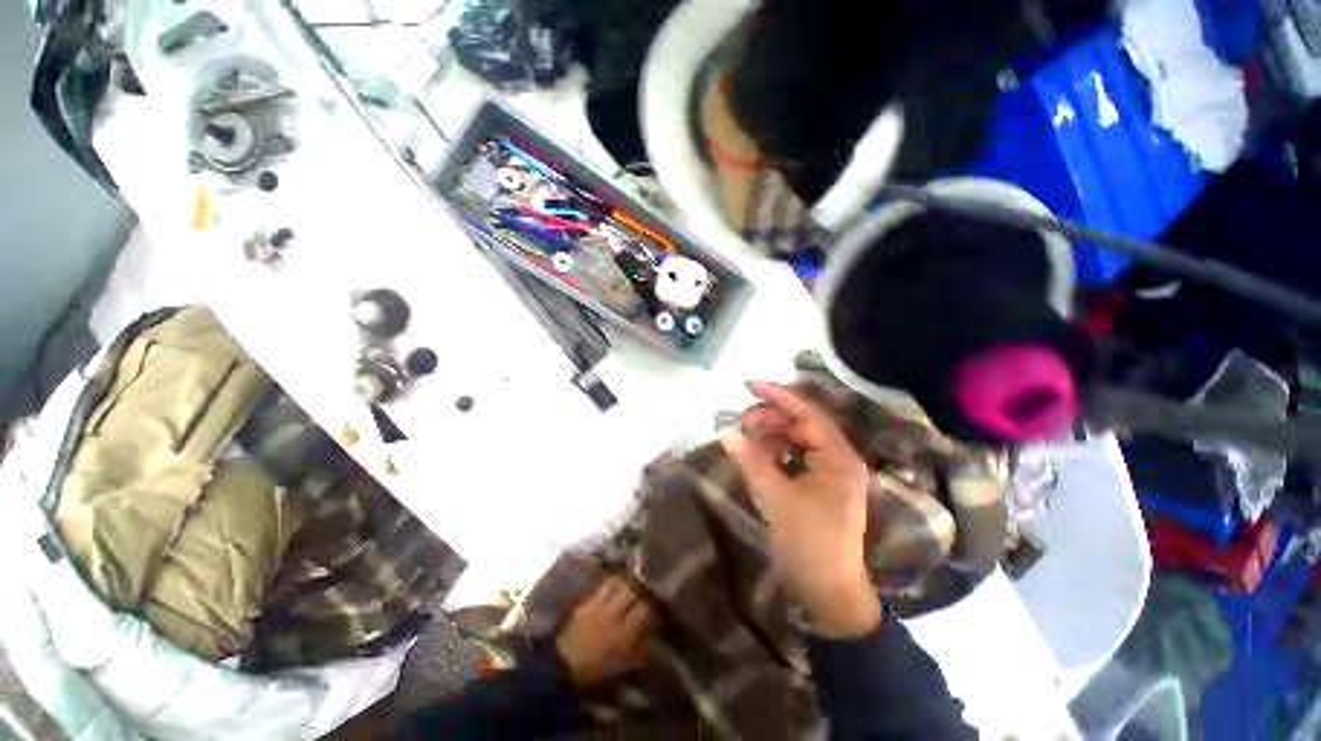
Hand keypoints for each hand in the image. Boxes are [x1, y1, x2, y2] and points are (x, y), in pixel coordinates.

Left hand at [555, 576, 653, 686]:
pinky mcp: (587, 601)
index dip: (652, 608)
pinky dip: (612, 584)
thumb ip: (639, 651)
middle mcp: (613, 615)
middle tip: (644, 594)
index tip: (656, 610)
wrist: (563, 667)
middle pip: (633, 591)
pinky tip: (615, 587)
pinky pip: (604, 586)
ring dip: (627, 583)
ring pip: (618, 584)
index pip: (645, 610)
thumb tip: (652, 641)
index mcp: (624, 634)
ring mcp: (599, 606)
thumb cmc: (596, 670)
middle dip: (641, 590)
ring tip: (631, 585)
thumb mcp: (622, 665)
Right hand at [720, 381, 881, 636]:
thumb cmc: (808, 543)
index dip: (779, 396)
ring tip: (746, 435)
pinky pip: (796, 455)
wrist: (828, 592)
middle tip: (742, 420)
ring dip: (772, 433)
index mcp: (839, 457)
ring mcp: (831, 471)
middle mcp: (839, 458)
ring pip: (799, 438)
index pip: (808, 414)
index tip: (750, 385)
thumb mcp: (776, 498)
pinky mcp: (821, 483)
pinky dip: (776, 450)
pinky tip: (757, 453)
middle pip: (803, 423)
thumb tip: (725, 430)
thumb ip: (750, 459)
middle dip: (772, 416)